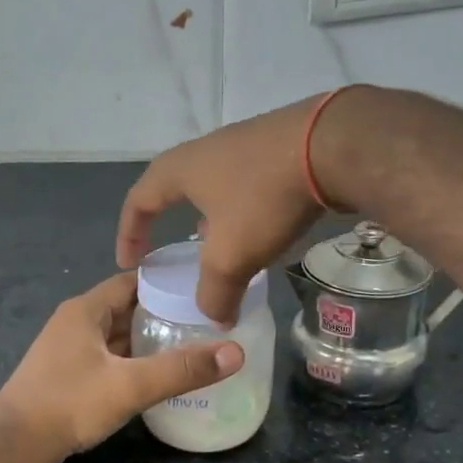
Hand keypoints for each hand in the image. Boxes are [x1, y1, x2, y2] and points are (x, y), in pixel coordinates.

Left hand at [0, 273, 242, 462]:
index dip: (168, 283)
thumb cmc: (68, 404)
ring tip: (190, 347)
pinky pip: (106, 358)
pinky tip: (154, 375)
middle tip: (206, 322)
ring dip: (147, 340)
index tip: (203, 291)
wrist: (14, 446)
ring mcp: (68, 350)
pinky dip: (131, 361)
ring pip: (116, 336)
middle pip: (126, 308)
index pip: (133, 281)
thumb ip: (181, 369)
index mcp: (85, 310)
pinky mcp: (66, 375)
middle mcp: (75, 322)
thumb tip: (235, 352)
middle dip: (163, 314)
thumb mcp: (129, 386)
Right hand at [116, 95, 341, 323]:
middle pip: (173, 190)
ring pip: (212, 188)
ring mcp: (240, 144)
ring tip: (217, 248)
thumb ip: (215, 293)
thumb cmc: (264, 199)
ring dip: (208, 219)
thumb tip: (216, 318)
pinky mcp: (274, 147)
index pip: (138, 202)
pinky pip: (243, 183)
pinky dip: (240, 211)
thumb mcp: (231, 256)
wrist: (333, 147)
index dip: (129, 235)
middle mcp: (203, 151)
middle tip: (172, 255)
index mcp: (178, 170)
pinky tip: (260, 229)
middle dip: (169, 225)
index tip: (130, 264)